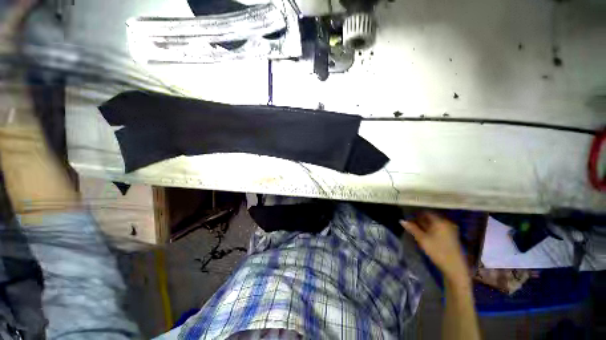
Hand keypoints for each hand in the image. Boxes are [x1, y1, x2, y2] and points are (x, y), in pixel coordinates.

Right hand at [400, 212, 468, 283]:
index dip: (416, 215)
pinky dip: (432, 230)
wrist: (454, 267)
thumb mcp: (422, 239)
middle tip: (411, 225)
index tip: (408, 219)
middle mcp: (446, 222)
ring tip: (417, 230)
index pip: (425, 213)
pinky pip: (439, 228)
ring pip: (435, 224)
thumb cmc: (437, 251)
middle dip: (420, 220)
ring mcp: (451, 229)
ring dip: (425, 225)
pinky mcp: (452, 236)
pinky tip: (426, 235)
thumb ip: (412, 228)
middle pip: (430, 218)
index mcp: (440, 221)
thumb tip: (402, 220)